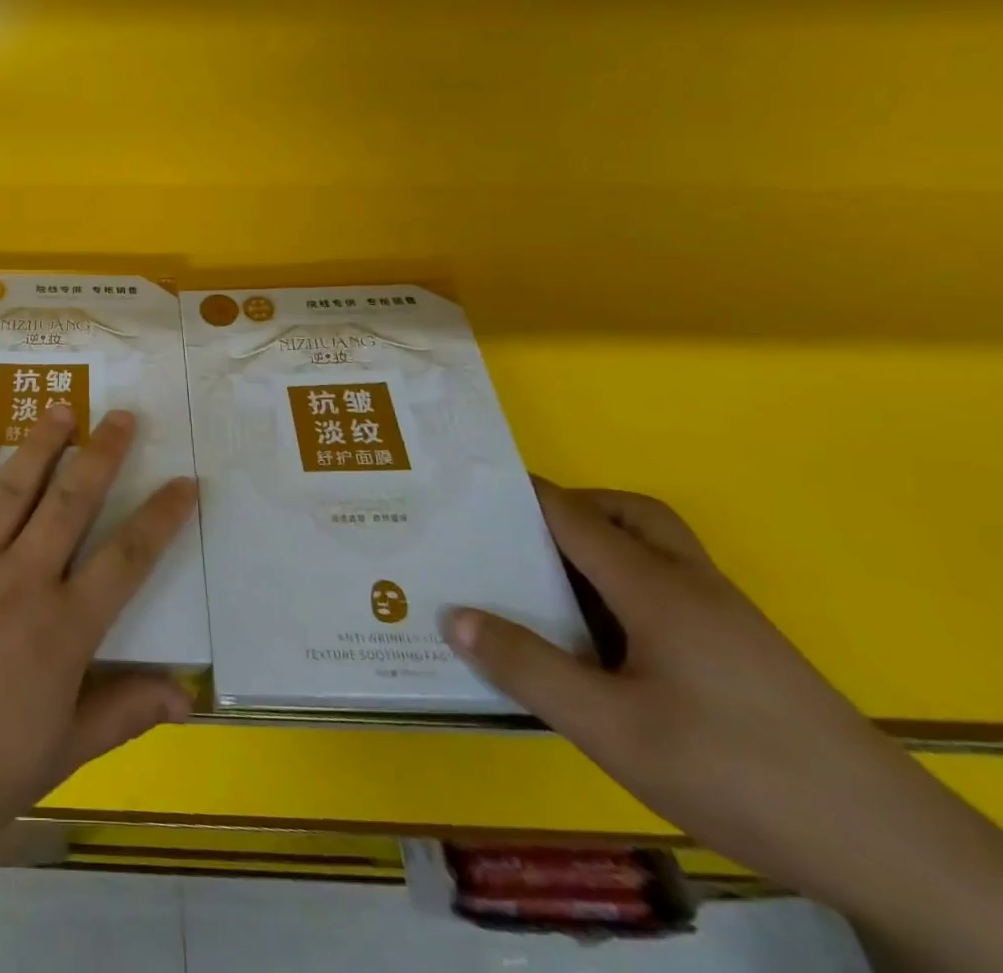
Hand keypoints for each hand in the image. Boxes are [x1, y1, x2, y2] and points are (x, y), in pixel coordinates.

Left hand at [0, 405, 198, 870]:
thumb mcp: (57, 756)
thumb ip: (120, 714)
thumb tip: (186, 695)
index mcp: (63, 629)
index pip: (127, 560)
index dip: (161, 518)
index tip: (185, 482)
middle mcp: (22, 579)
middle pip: (73, 502)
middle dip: (103, 455)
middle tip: (122, 416)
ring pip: (15, 486)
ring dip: (43, 443)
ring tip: (63, 408)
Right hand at [445, 481, 1002, 964]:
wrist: (893, 851)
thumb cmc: (737, 772)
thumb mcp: (613, 729)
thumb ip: (529, 669)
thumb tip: (454, 617)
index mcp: (654, 586)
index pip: (570, 514)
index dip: (515, 498)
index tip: (461, 496)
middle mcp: (691, 584)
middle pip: (626, 512)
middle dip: (567, 510)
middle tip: (514, 540)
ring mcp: (726, 617)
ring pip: (655, 548)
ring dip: (600, 547)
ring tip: (549, 589)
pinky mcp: (745, 651)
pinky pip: (670, 587)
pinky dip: (625, 584)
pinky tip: (605, 642)